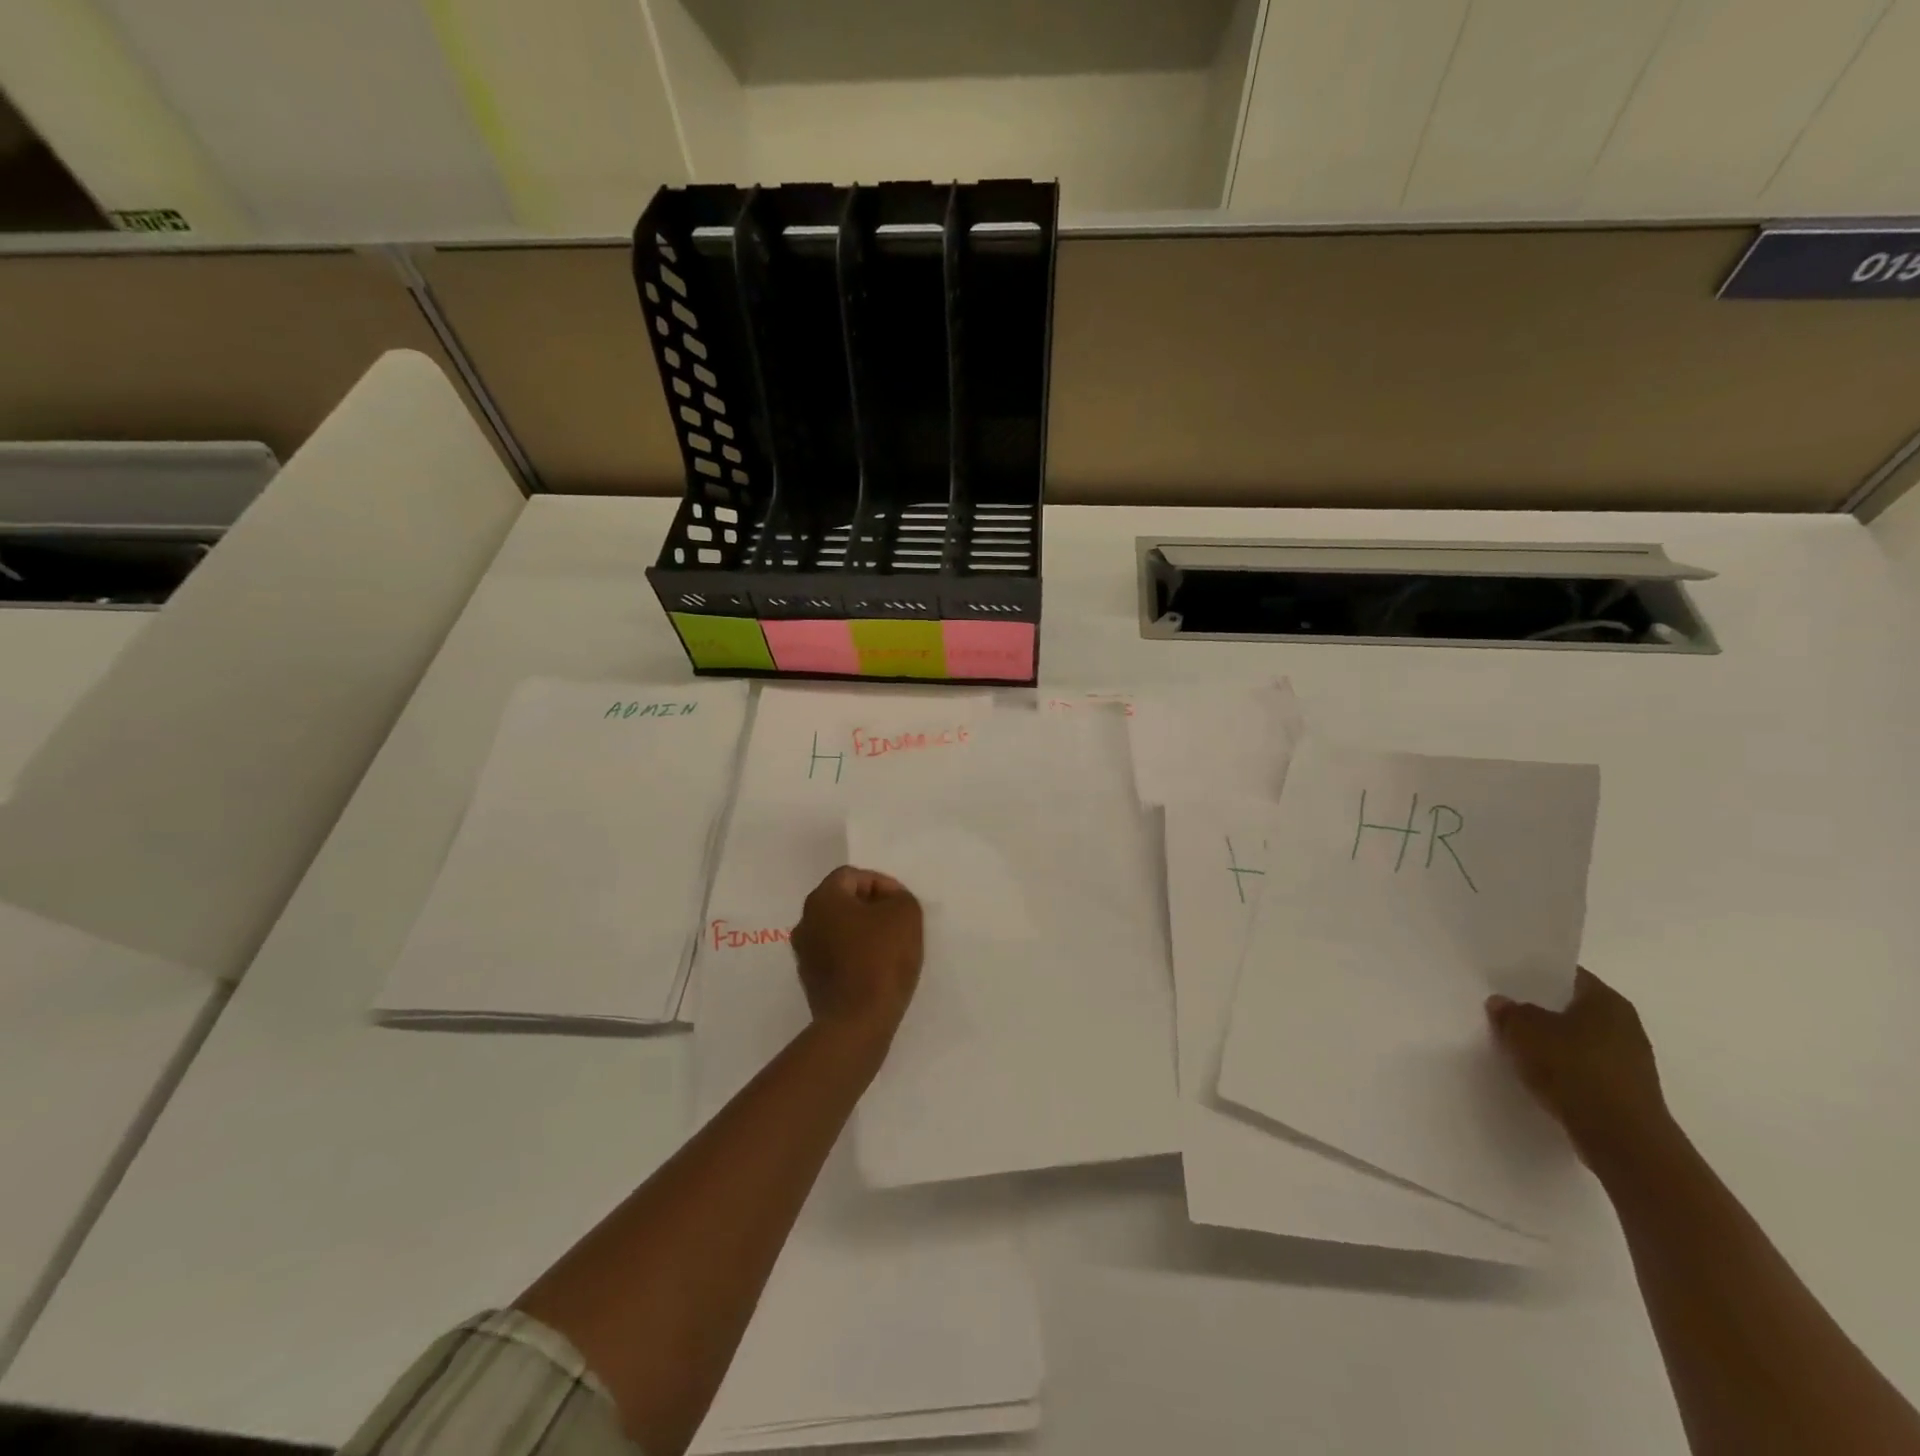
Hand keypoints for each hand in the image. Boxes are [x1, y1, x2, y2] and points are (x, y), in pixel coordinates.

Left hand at [791, 866, 922, 1039]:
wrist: (857, 1023)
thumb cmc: (881, 959)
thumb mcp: (905, 913)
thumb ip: (899, 896)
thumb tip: (887, 900)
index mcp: (822, 899)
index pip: (852, 876)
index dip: (881, 884)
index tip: (901, 904)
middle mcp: (805, 921)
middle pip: (842, 902)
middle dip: (871, 908)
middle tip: (898, 923)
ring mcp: (804, 954)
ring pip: (838, 930)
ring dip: (862, 933)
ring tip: (890, 948)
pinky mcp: (810, 981)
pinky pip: (835, 956)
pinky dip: (854, 956)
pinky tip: (875, 971)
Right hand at [1486, 967, 1673, 1172]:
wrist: (1622, 1139)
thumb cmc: (1574, 1069)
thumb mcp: (1523, 1031)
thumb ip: (1509, 1012)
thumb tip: (1502, 1003)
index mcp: (1607, 1001)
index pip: (1566, 975)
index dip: (1534, 976)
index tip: (1505, 981)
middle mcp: (1625, 1025)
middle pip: (1571, 1009)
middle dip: (1540, 1011)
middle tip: (1504, 1012)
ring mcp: (1629, 1061)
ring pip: (1577, 1040)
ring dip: (1550, 1043)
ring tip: (1515, 1045)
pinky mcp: (1625, 1091)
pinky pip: (1584, 1069)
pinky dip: (1562, 1069)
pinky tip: (1537, 1075)